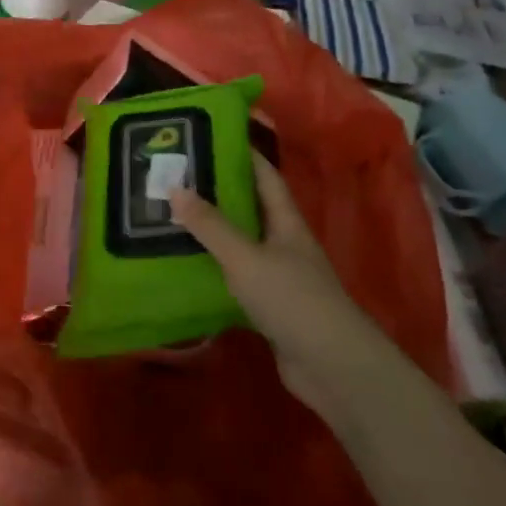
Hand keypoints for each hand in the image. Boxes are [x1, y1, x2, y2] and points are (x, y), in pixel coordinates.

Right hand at [169, 153, 365, 410]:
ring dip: (213, 232)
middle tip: (177, 178)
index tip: (209, 138)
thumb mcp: (245, 257)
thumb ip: (211, 225)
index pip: (265, 175)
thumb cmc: (292, 299)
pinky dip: (215, 269)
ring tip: (173, 217)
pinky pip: (237, 277)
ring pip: (242, 243)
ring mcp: (280, 276)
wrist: (332, 367)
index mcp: (286, 221)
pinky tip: (187, 267)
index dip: (242, 154)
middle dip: (218, 192)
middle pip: (250, 208)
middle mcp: (285, 243)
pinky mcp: (271, 306)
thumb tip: (175, 187)